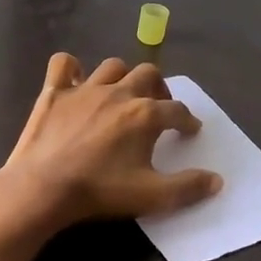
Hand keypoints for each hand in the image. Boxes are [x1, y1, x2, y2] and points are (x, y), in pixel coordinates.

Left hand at [0, 54, 222, 227]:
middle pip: (149, 74)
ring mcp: (85, 88)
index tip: (189, 130)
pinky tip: (75, 82)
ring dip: (123, 76)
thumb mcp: (152, 196)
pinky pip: (64, 64)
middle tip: (158, 106)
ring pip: (113, 66)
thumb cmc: (101, 191)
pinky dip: (71, 69)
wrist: (43, 188)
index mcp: (146, 114)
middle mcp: (120, 93)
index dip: (187, 121)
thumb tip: (217, 180)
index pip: (177, 110)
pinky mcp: (55, 91)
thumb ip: (188, 187)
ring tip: (123, 94)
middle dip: (159, 87)